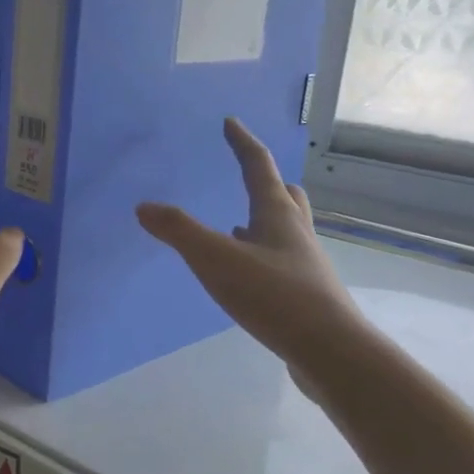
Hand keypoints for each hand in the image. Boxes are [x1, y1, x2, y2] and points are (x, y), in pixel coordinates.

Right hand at [136, 119, 361, 384]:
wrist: (329, 350)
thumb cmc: (274, 295)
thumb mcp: (216, 260)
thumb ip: (179, 231)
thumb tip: (144, 206)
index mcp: (276, 214)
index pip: (258, 166)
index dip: (242, 143)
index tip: (231, 122)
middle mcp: (295, 232)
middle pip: (284, 195)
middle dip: (265, 180)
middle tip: (248, 174)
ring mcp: (304, 263)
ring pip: (285, 229)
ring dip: (263, 219)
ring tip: (240, 224)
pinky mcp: (305, 293)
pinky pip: (281, 260)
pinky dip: (262, 254)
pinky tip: (247, 272)